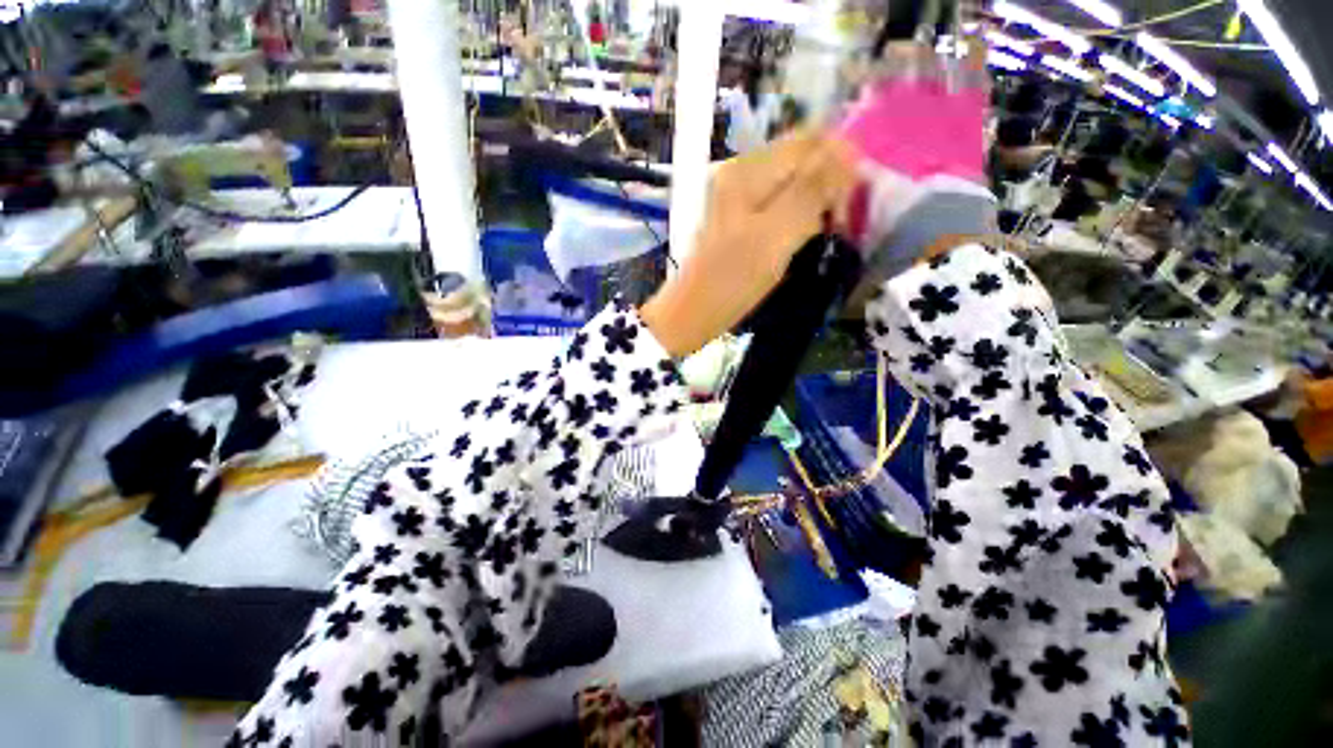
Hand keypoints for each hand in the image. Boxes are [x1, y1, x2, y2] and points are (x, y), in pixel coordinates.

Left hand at [640, 130, 855, 356]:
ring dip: (815, 203)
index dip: (840, 163)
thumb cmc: (733, 279)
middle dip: (828, 185)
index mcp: (749, 169)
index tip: (849, 203)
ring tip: (822, 234)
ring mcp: (739, 195)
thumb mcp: (776, 235)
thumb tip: (850, 150)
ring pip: (794, 182)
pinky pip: (781, 203)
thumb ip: (812, 190)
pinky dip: (798, 216)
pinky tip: (800, 239)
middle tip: (836, 224)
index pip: (811, 140)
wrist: (695, 312)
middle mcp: (743, 172)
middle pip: (802, 159)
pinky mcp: (741, 217)